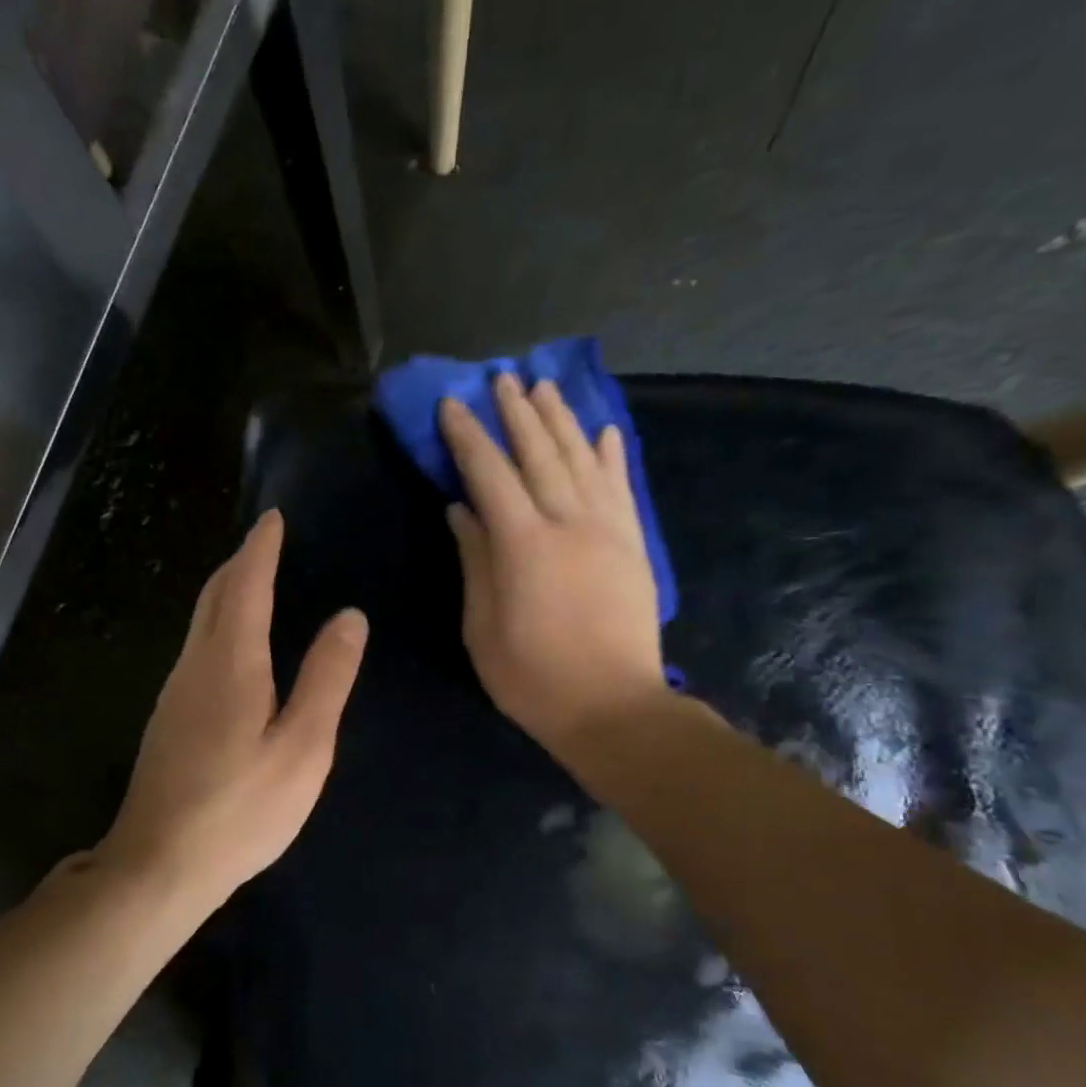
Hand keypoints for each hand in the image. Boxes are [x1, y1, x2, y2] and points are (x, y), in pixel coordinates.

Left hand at [97, 510, 367, 907]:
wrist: (159, 863)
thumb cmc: (241, 808)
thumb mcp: (303, 746)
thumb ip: (326, 678)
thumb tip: (349, 616)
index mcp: (230, 662)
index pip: (245, 585)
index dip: (260, 549)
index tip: (272, 518)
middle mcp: (194, 665)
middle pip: (213, 596)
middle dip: (239, 564)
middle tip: (264, 543)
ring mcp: (174, 693)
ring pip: (199, 623)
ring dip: (225, 593)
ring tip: (252, 582)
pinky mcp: (168, 719)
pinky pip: (196, 650)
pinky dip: (216, 626)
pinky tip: (231, 647)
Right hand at [440, 375, 665, 753]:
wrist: (612, 708)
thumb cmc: (532, 677)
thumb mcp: (483, 627)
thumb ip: (475, 561)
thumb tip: (462, 510)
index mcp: (523, 544)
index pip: (489, 474)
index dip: (468, 437)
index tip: (452, 405)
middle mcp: (568, 523)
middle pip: (539, 454)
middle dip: (516, 414)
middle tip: (501, 378)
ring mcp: (607, 531)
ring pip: (582, 460)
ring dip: (561, 420)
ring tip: (543, 388)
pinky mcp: (633, 545)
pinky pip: (621, 488)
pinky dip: (611, 456)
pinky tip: (604, 431)